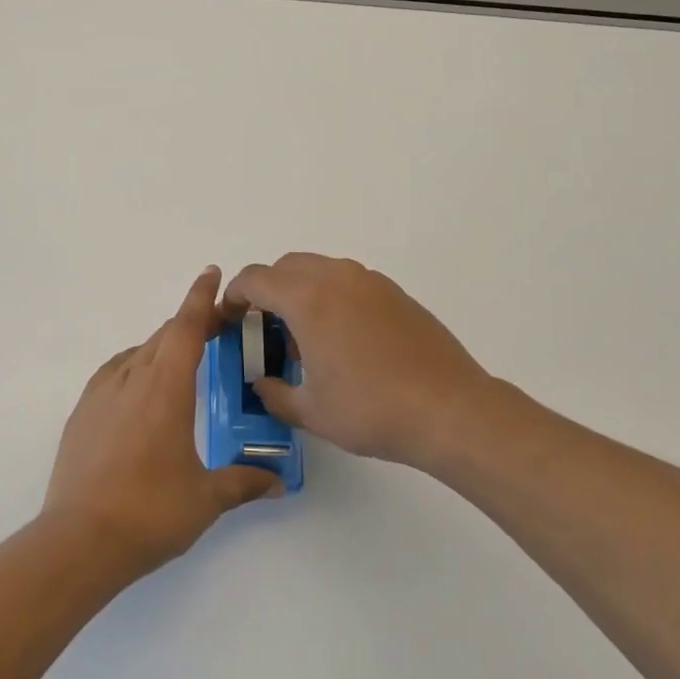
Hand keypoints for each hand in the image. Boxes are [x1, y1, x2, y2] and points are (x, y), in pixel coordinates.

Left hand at [41, 267, 282, 577]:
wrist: (78, 540)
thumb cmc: (150, 512)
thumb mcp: (205, 499)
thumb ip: (243, 482)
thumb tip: (278, 481)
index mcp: (166, 388)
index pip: (186, 327)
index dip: (200, 298)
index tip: (211, 273)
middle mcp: (132, 378)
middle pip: (164, 336)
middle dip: (190, 325)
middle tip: (215, 329)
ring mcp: (101, 394)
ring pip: (138, 353)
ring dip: (162, 347)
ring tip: (181, 363)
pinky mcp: (81, 413)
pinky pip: (114, 373)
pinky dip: (135, 367)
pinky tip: (140, 390)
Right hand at [222, 253, 505, 469]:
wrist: (450, 410)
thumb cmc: (372, 410)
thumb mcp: (312, 412)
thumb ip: (275, 394)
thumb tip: (262, 385)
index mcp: (307, 300)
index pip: (255, 279)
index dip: (233, 296)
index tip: (229, 319)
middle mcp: (336, 278)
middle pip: (285, 266)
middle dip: (266, 290)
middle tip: (263, 328)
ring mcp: (369, 281)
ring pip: (319, 269)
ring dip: (299, 290)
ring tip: (304, 337)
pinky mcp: (394, 292)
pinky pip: (348, 281)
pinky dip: (330, 296)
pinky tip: (342, 338)